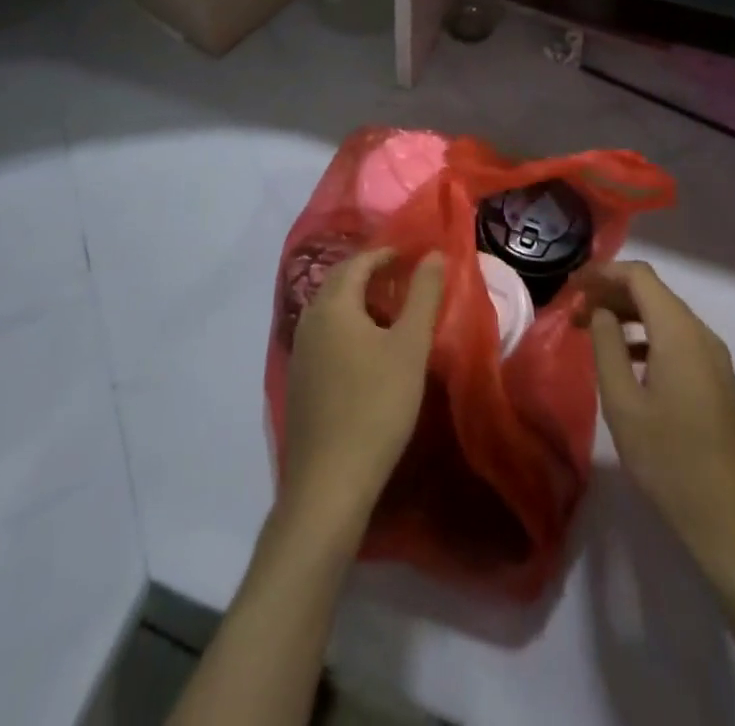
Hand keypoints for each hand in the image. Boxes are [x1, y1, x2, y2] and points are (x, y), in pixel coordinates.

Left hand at [281, 250, 443, 535]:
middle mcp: (309, 320)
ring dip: (356, 300)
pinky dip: (346, 326)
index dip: (384, 254)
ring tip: (388, 309)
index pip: (357, 263)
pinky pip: (324, 335)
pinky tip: (365, 349)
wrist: (329, 482)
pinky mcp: (300, 381)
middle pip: (338, 282)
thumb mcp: (410, 347)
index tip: (410, 255)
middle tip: (400, 275)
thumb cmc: (376, 405)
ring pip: (329, 310)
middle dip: (367, 272)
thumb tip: (434, 254)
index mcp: (333, 306)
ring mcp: (300, 353)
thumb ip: (423, 296)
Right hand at [581, 261, 734, 580]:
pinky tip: (625, 358)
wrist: (730, 521)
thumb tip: (600, 311)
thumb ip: (607, 347)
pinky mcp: (717, 378)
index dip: (603, 272)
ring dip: (627, 315)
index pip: (639, 276)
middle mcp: (701, 334)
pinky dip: (647, 336)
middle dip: (611, 293)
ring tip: (591, 331)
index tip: (572, 286)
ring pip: (665, 315)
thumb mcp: (623, 403)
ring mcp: (714, 357)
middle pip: (652, 293)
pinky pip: (677, 339)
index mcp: (679, 333)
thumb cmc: (668, 460)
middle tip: (575, 311)